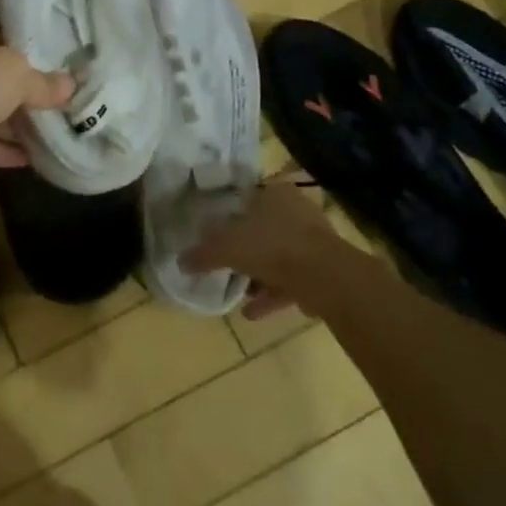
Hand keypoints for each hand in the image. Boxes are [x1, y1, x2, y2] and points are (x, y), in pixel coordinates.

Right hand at [182, 179, 350, 318]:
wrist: (325, 277)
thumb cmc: (271, 246)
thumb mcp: (226, 247)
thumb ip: (203, 253)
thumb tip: (180, 261)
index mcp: (275, 192)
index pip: (248, 196)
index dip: (231, 213)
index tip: (217, 233)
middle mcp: (297, 210)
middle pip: (263, 228)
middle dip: (245, 249)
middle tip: (226, 263)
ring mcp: (313, 241)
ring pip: (278, 256)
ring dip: (259, 275)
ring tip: (238, 293)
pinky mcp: (324, 270)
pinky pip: (291, 280)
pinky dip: (272, 294)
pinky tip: (253, 312)